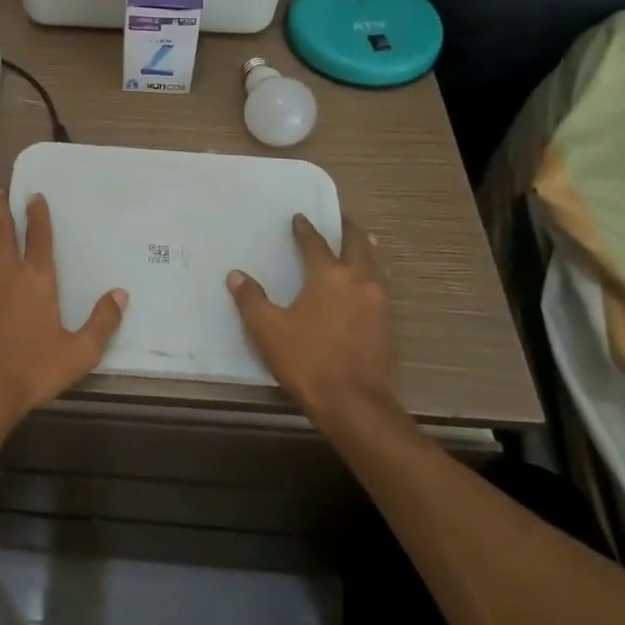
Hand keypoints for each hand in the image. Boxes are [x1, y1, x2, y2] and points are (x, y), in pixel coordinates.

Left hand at [0, 192, 125, 439]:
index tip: (35, 196)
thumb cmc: (31, 369)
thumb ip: (102, 323)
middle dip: (3, 209)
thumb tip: (121, 294)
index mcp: (36, 279)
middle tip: (3, 192)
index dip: (37, 214)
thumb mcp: (78, 353)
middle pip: (2, 230)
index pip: (38, 236)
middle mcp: (6, 272)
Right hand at [227, 215, 397, 426]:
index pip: (315, 243)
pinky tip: (365, 287)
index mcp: (329, 276)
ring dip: (365, 252)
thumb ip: (251, 299)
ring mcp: (379, 305)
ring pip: (375, 266)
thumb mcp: (268, 330)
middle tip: (342, 219)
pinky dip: (372, 278)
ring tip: (359, 246)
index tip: (299, 218)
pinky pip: (381, 289)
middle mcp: (359, 282)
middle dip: (348, 230)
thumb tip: (236, 275)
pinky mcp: (389, 328)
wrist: (356, 406)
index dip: (305, 229)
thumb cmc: (308, 361)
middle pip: (357, 246)